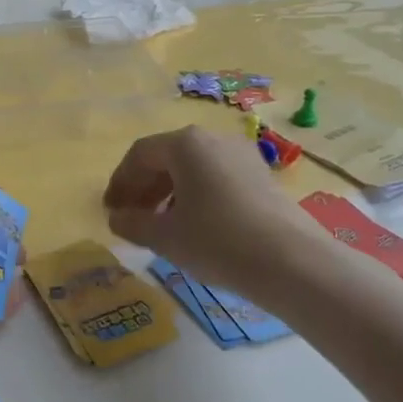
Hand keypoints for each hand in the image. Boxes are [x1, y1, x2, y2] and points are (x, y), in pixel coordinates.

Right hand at [103, 126, 326, 293]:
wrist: (292, 262)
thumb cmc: (217, 241)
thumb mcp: (166, 237)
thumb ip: (133, 223)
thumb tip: (116, 218)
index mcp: (185, 144)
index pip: (140, 155)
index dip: (120, 182)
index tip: (110, 209)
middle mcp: (213, 139)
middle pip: (167, 158)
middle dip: (144, 187)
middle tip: (131, 217)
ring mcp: (242, 155)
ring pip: (194, 168)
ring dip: (170, 193)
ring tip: (161, 225)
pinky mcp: (263, 176)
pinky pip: (217, 178)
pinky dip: (197, 196)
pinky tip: (196, 226)